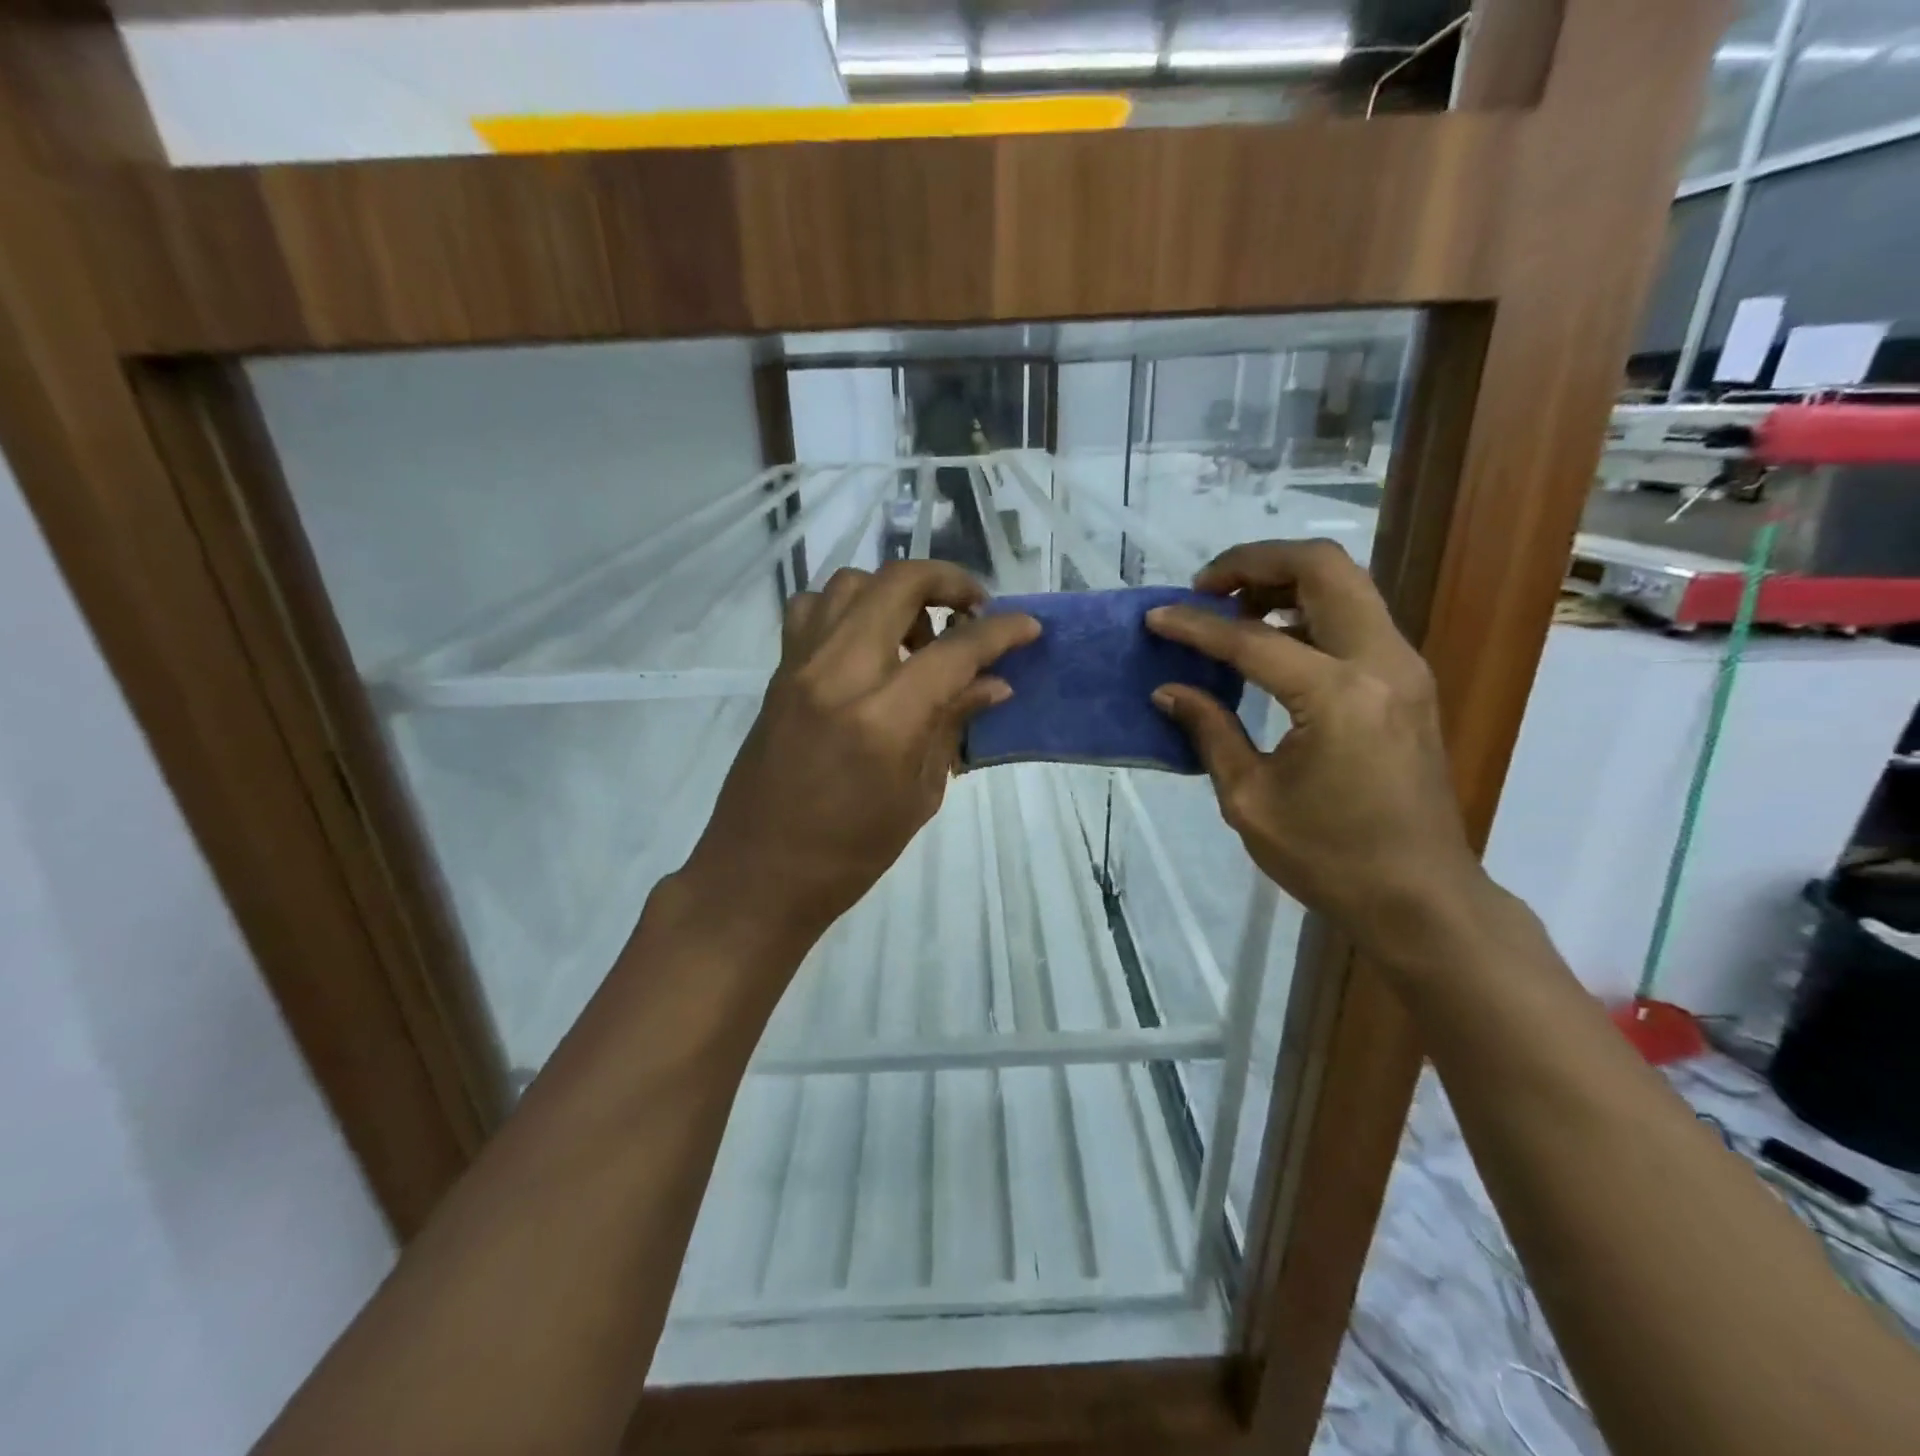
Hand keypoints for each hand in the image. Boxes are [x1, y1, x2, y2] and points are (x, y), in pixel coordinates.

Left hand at [679, 561, 1039, 955]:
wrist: (758, 873)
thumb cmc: (850, 853)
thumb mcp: (918, 796)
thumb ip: (952, 726)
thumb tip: (994, 684)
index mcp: (883, 719)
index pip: (954, 650)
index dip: (1001, 632)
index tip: (1027, 627)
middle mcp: (838, 674)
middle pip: (897, 583)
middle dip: (948, 581)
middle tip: (973, 607)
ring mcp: (800, 667)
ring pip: (851, 583)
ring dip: (895, 592)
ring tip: (916, 634)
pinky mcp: (778, 673)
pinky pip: (812, 609)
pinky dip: (847, 608)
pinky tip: (865, 645)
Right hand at [1145, 539, 1483, 957]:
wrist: (1420, 897)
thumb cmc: (1329, 858)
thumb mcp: (1250, 799)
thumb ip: (1209, 731)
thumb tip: (1168, 690)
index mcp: (1338, 696)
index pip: (1252, 639)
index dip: (1196, 627)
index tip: (1156, 618)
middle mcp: (1381, 663)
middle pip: (1324, 568)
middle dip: (1257, 562)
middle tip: (1207, 588)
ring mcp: (1404, 668)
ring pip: (1347, 584)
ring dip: (1286, 581)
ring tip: (1233, 609)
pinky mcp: (1407, 683)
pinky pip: (1357, 618)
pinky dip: (1310, 610)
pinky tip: (1272, 639)